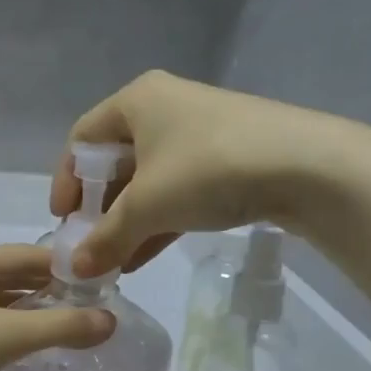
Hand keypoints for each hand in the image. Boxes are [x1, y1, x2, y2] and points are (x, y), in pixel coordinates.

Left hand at [0, 246, 114, 370]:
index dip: (64, 267)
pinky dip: (6, 337)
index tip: (102, 284)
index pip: (24, 254)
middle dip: (48, 293)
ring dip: (28, 317)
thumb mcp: (5, 336)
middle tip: (92, 311)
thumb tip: (111, 321)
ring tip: (69, 333)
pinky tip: (28, 354)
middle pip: (8, 279)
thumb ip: (60, 326)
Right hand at [49, 71, 342, 276]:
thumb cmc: (208, 170)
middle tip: (89, 246)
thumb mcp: (148, 206)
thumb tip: (75, 269)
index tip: (63, 221)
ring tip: (114, 262)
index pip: (82, 138)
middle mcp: (164, 108)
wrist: (307, 167)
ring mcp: (199, 133)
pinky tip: (144, 257)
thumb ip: (106, 237)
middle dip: (99, 208)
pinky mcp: (226, 159)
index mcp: (137, 101)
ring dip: (128, 222)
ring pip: (148, 180)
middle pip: (115, 160)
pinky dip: (158, 221)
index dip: (66, 180)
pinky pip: (178, 190)